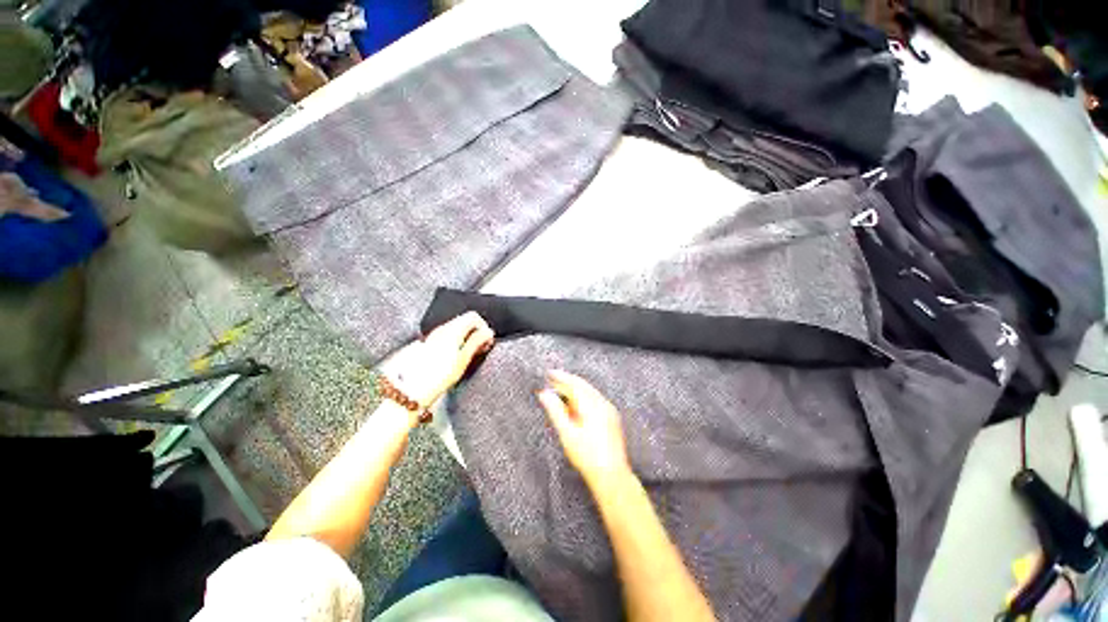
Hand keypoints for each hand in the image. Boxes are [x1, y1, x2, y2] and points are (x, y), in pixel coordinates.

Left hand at [384, 312, 494, 410]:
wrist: (413, 389)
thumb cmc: (438, 376)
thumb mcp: (464, 359)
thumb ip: (477, 342)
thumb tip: (488, 332)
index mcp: (452, 330)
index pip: (473, 316)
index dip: (484, 326)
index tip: (487, 340)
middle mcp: (441, 329)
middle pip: (464, 321)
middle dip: (475, 332)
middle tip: (481, 348)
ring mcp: (433, 336)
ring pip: (455, 329)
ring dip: (466, 337)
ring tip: (470, 354)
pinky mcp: (427, 344)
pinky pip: (446, 336)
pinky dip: (456, 342)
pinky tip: (456, 357)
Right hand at [538, 370, 632, 490]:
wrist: (612, 475)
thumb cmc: (588, 457)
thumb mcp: (567, 434)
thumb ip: (555, 411)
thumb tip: (545, 395)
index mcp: (592, 405)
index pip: (574, 384)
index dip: (560, 377)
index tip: (549, 373)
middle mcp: (603, 404)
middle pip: (582, 385)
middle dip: (567, 381)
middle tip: (552, 379)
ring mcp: (609, 410)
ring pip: (589, 391)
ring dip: (574, 389)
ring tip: (560, 391)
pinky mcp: (612, 417)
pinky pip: (595, 399)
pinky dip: (583, 397)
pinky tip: (575, 404)